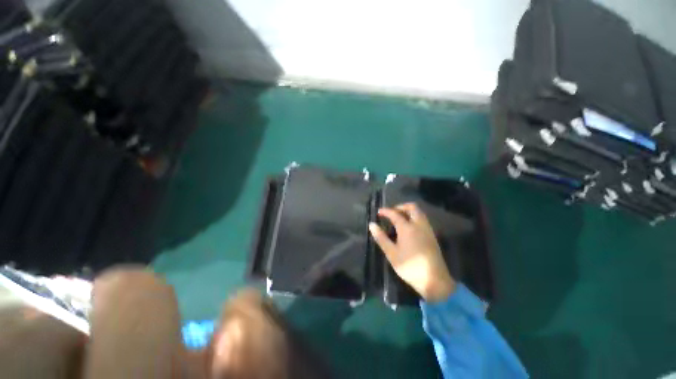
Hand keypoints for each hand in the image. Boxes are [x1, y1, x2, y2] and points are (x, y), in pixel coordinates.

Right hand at [369, 203, 455, 302]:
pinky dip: (414, 217)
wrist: (434, 280)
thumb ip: (381, 238)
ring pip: (419, 213)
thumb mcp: (391, 253)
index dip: (386, 211)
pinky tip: (408, 228)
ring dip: (408, 211)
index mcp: (407, 228)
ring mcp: (427, 230)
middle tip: (391, 213)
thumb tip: (372, 225)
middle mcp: (419, 225)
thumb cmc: (410, 267)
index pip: (395, 214)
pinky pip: (423, 220)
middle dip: (400, 207)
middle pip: (412, 207)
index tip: (379, 212)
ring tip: (398, 219)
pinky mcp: (432, 236)